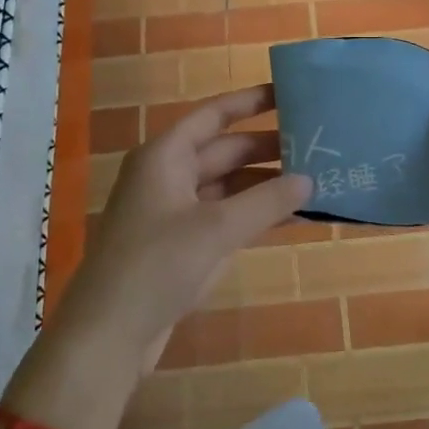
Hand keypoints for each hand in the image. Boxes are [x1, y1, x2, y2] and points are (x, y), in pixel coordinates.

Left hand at [60, 86, 311, 362]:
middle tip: (319, 145)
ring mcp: (175, 212)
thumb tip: (309, 179)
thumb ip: (266, 201)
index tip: (290, 93)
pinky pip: (226, 218)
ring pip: (229, 187)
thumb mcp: (216, 228)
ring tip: (316, 179)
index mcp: (165, 156)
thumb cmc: (156, 265)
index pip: (213, 115)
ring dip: (267, 185)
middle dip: (269, 148)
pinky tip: (294, 216)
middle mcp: (169, 176)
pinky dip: (256, 215)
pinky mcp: (182, 245)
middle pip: (225, 151)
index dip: (250, 101)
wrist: (109, 334)